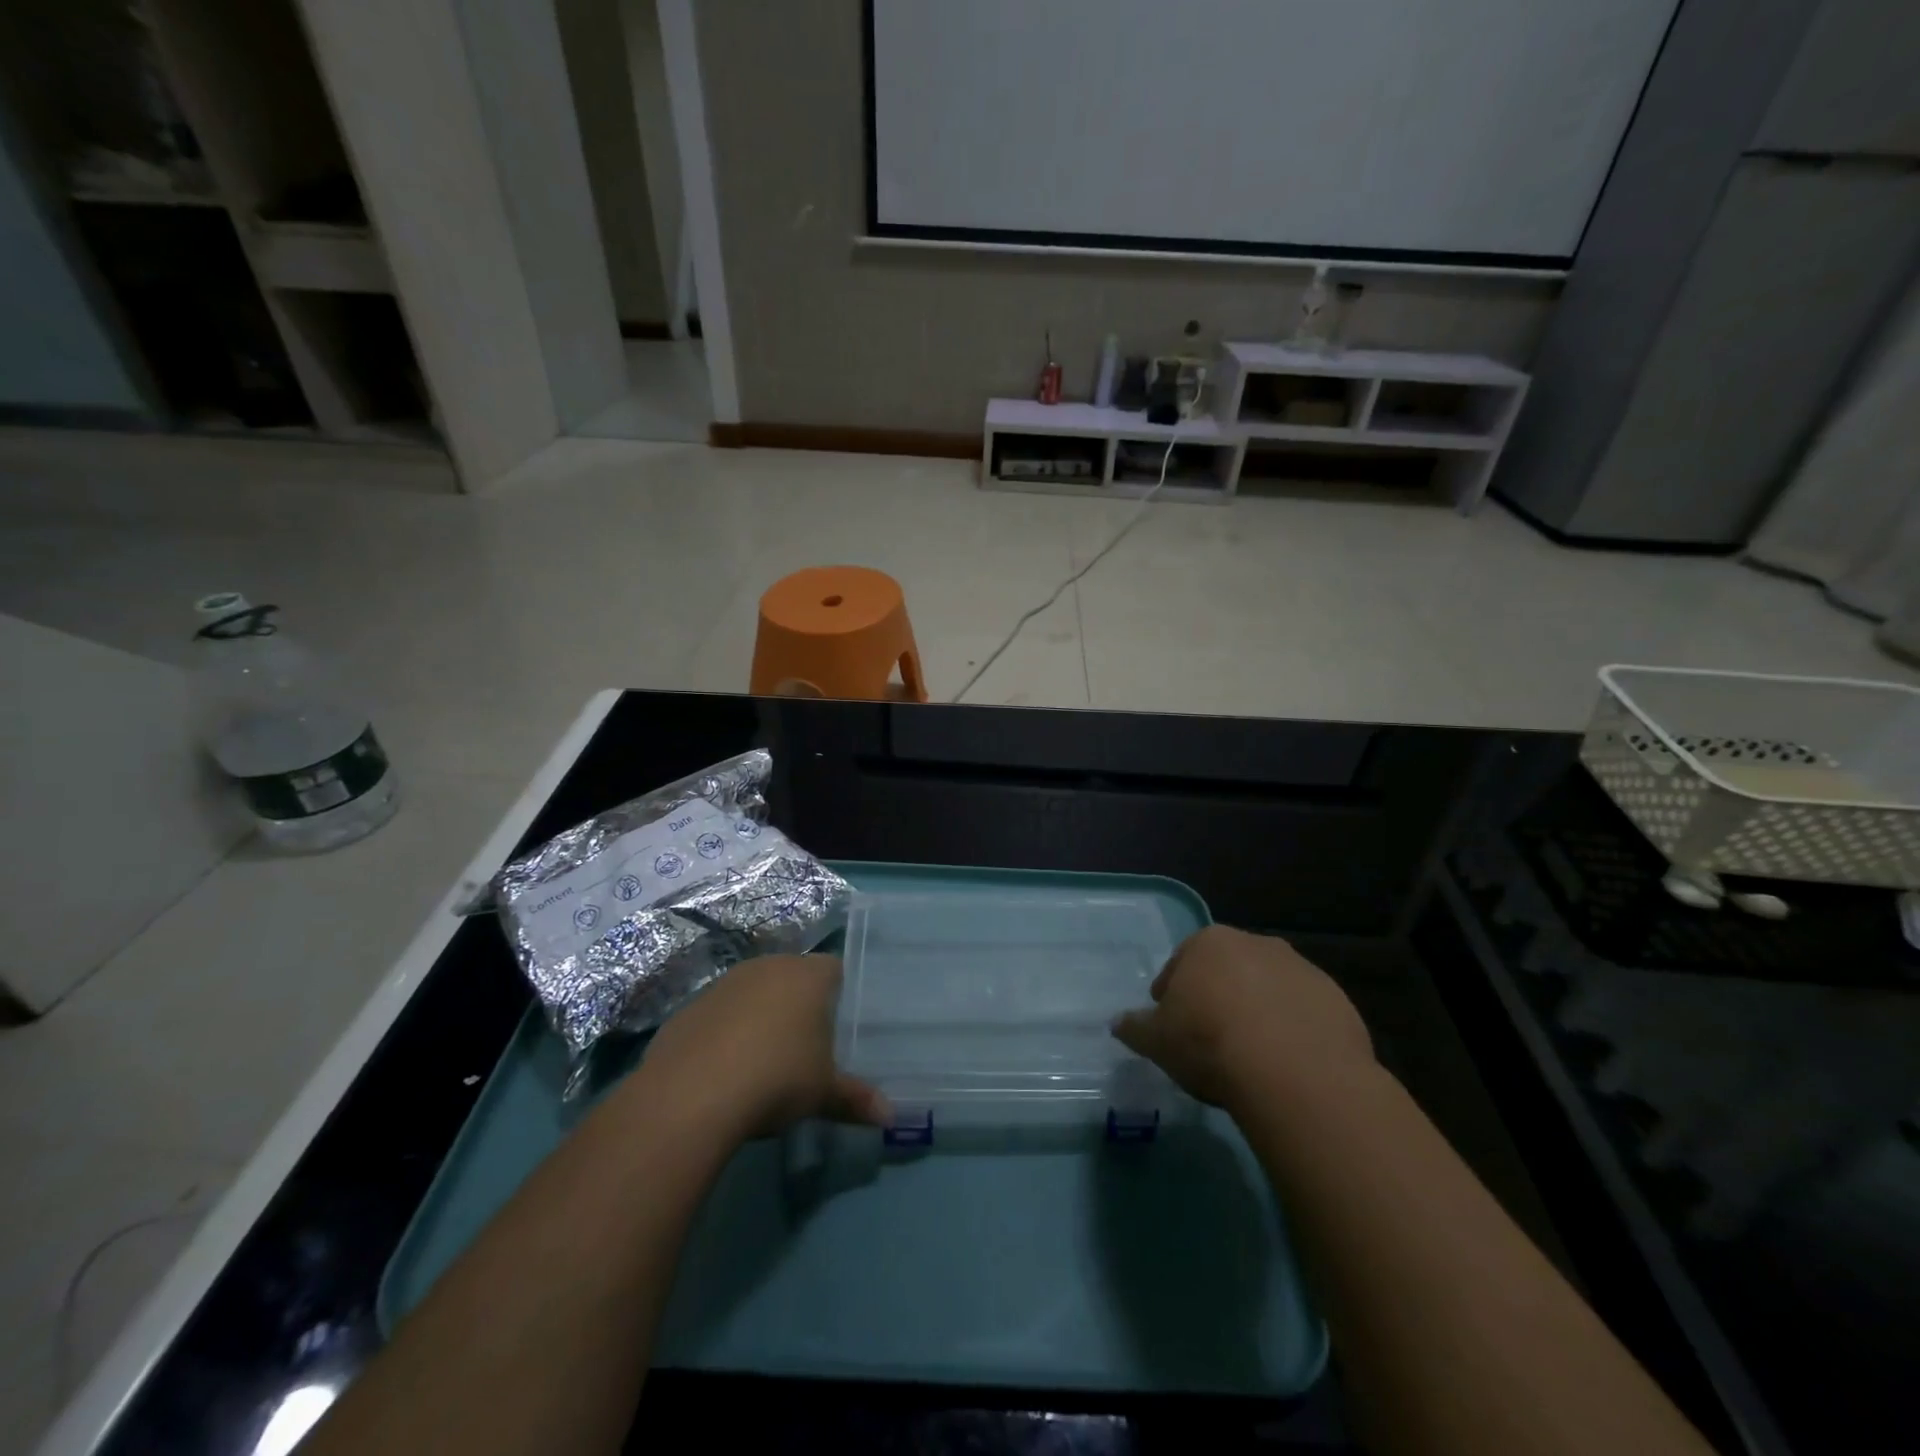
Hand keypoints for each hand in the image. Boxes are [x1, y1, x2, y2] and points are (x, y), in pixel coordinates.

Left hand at [638, 954, 888, 1141]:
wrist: (690, 1094)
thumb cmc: (776, 1078)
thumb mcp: (822, 1094)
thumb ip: (856, 1099)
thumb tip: (890, 1116)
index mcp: (808, 976)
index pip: (835, 969)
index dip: (841, 993)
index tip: (843, 1024)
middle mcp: (768, 967)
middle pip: (793, 977)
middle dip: (801, 1004)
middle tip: (809, 1044)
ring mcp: (725, 983)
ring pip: (755, 992)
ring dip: (761, 1016)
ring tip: (766, 1058)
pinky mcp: (690, 1007)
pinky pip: (720, 1014)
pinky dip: (726, 1033)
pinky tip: (725, 1069)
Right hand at [1112, 926, 1373, 1112]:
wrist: (1297, 1075)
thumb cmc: (1211, 1044)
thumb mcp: (1157, 1041)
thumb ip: (1135, 1027)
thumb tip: (1117, 1022)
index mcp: (1209, 943)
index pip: (1180, 963)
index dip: (1172, 994)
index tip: (1172, 1025)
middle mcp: (1257, 944)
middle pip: (1228, 971)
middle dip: (1218, 997)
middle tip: (1211, 1039)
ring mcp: (1302, 970)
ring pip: (1269, 990)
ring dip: (1259, 1012)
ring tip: (1253, 1056)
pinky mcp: (1338, 1001)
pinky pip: (1305, 1014)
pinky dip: (1294, 1032)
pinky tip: (1287, 1065)